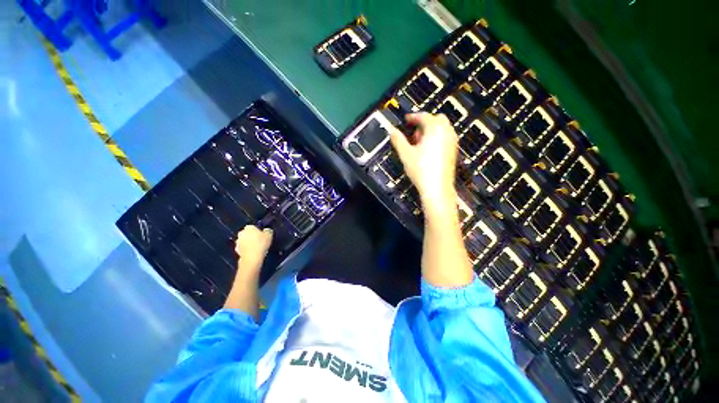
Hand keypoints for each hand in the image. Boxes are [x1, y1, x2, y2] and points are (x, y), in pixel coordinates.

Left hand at [235, 225, 272, 266]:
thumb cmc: (261, 244)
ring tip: (257, 247)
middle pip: (248, 233)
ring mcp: (237, 242)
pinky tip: (253, 252)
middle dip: (252, 236)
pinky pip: (243, 247)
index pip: (253, 227)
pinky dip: (247, 249)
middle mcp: (241, 233)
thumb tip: (266, 230)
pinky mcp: (236, 250)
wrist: (251, 258)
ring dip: (249, 242)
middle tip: (260, 240)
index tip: (263, 235)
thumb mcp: (269, 235)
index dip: (258, 230)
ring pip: (244, 240)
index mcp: (248, 227)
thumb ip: (268, 231)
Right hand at [390, 113, 457, 214]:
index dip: (413, 117)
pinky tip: (428, 151)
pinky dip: (437, 138)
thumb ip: (398, 140)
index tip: (406, 120)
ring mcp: (452, 142)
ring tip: (419, 143)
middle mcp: (446, 133)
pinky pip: (446, 137)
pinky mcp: (453, 151)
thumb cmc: (421, 170)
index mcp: (435, 130)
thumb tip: (392, 130)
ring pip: (442, 128)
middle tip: (414, 132)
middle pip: (437, 119)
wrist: (437, 188)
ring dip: (431, 130)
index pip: (424, 116)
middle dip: (425, 122)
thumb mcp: (405, 154)